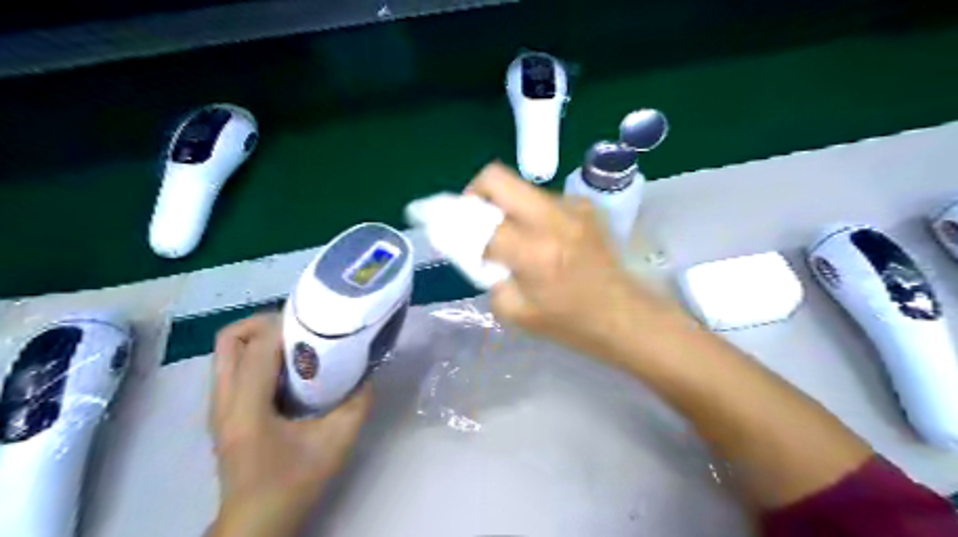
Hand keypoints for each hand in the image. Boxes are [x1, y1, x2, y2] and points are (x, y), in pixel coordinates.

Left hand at [209, 314, 369, 536]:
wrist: (257, 522)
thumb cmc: (294, 483)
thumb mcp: (336, 442)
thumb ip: (357, 403)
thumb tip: (368, 372)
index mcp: (247, 408)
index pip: (259, 347)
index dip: (288, 325)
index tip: (318, 322)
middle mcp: (223, 401)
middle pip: (229, 339)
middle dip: (265, 323)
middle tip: (301, 328)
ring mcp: (217, 406)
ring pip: (227, 351)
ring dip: (260, 337)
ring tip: (295, 343)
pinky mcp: (222, 411)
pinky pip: (232, 365)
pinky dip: (256, 354)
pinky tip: (287, 368)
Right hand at [472, 161, 667, 357]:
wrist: (624, 315)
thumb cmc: (569, 323)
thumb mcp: (514, 312)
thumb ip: (488, 276)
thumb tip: (477, 249)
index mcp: (534, 251)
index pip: (480, 223)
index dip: (459, 227)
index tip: (454, 236)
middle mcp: (553, 218)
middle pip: (496, 177)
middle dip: (475, 192)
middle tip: (475, 217)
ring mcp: (573, 207)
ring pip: (520, 187)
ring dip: (506, 205)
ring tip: (514, 236)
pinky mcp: (585, 205)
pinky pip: (543, 198)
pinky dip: (530, 212)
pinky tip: (541, 238)